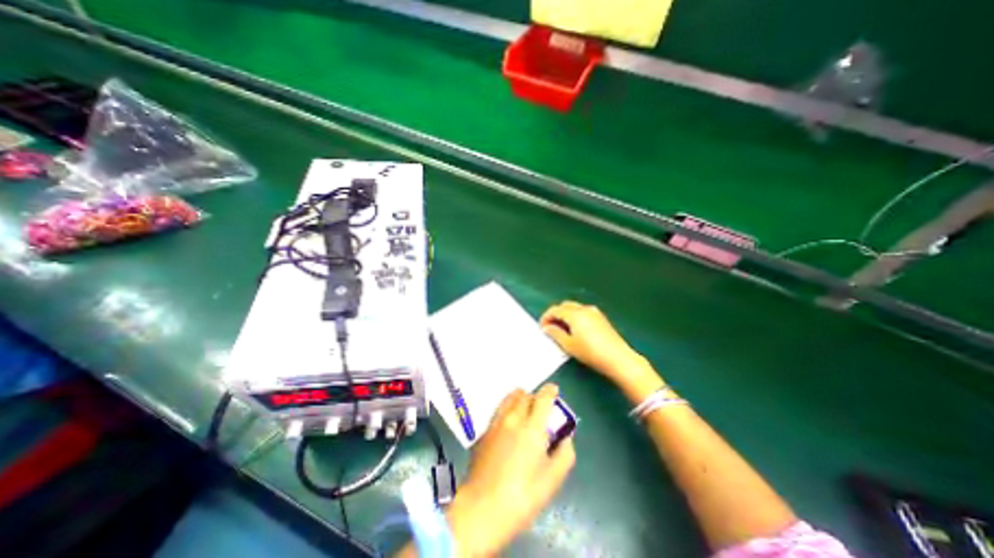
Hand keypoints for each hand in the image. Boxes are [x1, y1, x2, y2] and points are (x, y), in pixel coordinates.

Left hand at [449, 385, 578, 554]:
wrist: (482, 508)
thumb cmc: (522, 497)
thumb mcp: (552, 481)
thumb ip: (564, 455)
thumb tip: (566, 438)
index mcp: (532, 428)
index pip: (543, 398)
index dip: (550, 390)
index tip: (554, 390)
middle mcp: (513, 419)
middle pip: (525, 395)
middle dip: (535, 397)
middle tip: (540, 408)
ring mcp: (496, 423)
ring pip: (509, 398)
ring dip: (519, 398)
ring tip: (524, 409)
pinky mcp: (484, 431)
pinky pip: (499, 410)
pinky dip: (507, 408)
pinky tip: (509, 423)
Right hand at [542, 305, 662, 401]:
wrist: (618, 358)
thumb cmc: (590, 352)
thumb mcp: (569, 345)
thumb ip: (555, 333)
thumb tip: (547, 328)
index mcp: (574, 314)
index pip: (555, 309)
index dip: (546, 317)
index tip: (542, 327)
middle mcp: (584, 309)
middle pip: (565, 305)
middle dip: (555, 314)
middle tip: (550, 327)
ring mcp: (594, 312)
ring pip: (574, 308)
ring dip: (565, 315)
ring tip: (562, 329)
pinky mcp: (601, 318)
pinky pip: (583, 312)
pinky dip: (575, 317)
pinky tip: (575, 329)